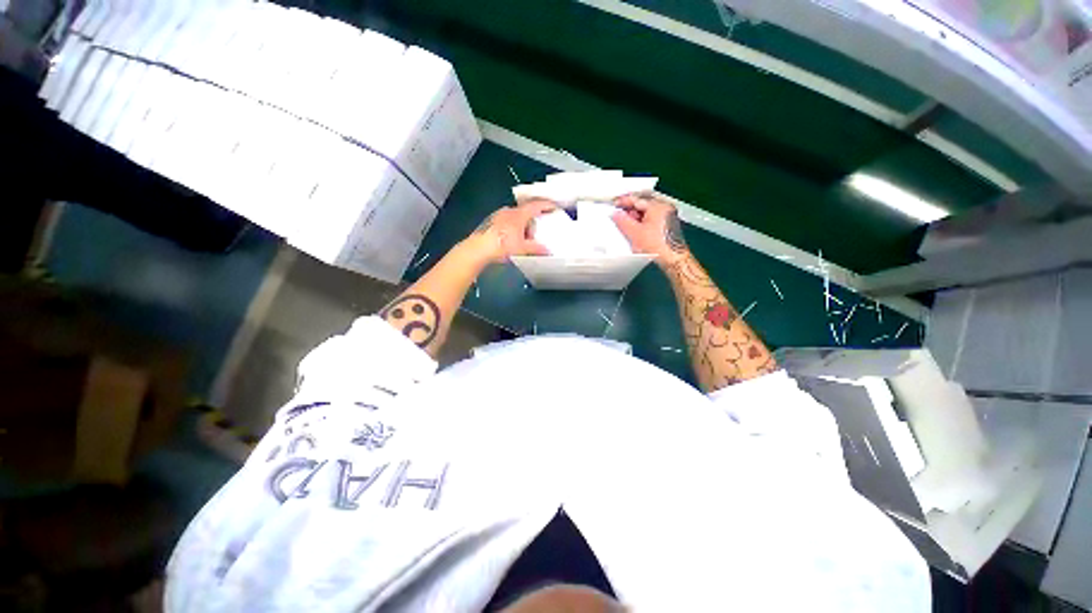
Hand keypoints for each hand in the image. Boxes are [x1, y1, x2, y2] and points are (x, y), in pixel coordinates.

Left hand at [464, 198, 557, 262]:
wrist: (479, 249)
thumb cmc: (502, 245)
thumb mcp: (522, 249)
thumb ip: (536, 248)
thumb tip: (547, 250)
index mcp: (518, 215)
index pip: (536, 205)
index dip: (547, 205)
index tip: (554, 206)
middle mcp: (508, 211)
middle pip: (525, 211)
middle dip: (533, 218)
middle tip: (539, 227)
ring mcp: (498, 215)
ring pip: (515, 216)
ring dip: (522, 223)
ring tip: (525, 236)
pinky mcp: (490, 222)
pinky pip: (506, 221)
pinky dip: (513, 227)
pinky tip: (511, 238)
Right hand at [611, 193, 688, 264]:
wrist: (672, 259)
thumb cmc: (659, 246)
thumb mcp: (634, 233)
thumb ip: (622, 221)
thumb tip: (616, 214)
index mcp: (658, 206)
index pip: (637, 199)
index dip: (624, 201)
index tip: (615, 204)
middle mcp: (665, 208)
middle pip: (643, 203)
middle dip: (630, 209)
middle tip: (619, 213)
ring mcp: (668, 215)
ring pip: (647, 210)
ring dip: (636, 215)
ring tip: (628, 224)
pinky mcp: (667, 224)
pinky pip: (652, 217)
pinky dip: (643, 220)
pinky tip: (637, 229)